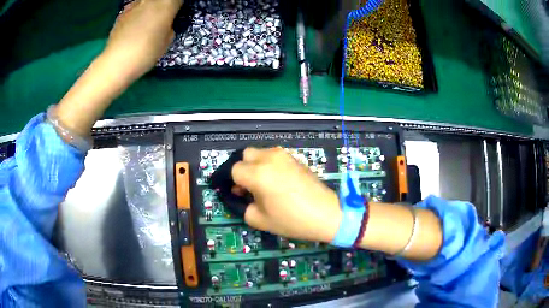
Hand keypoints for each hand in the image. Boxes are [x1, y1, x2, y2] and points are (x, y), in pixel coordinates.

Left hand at [102, 0, 182, 82]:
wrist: (116, 62)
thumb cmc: (146, 53)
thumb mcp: (166, 42)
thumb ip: (168, 27)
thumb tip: (165, 24)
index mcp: (167, 4)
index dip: (177, 7)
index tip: (175, 15)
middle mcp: (151, 0)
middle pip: (161, 0)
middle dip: (163, 6)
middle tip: (162, 18)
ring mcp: (134, 5)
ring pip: (147, 3)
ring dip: (149, 9)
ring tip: (147, 23)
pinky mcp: (122, 13)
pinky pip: (134, 9)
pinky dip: (137, 14)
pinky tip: (133, 28)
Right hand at [231, 147, 341, 242]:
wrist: (326, 213)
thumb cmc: (292, 220)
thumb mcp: (259, 219)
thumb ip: (241, 205)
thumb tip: (238, 195)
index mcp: (258, 173)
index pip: (233, 170)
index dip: (230, 182)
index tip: (234, 193)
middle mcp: (269, 158)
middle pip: (245, 155)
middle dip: (241, 169)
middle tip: (246, 187)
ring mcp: (284, 155)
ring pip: (259, 153)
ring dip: (254, 165)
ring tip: (261, 184)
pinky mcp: (294, 157)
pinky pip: (273, 156)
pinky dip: (267, 165)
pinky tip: (275, 181)